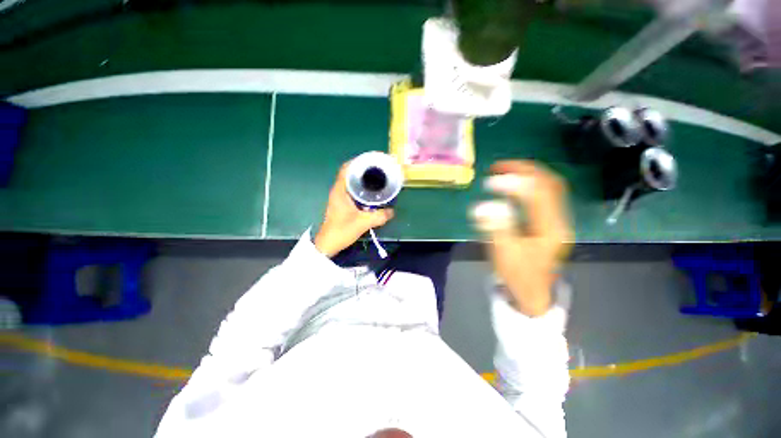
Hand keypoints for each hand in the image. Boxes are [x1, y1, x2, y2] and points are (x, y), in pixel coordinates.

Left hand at [314, 162, 394, 256]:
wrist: (328, 244)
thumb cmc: (342, 230)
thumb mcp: (363, 223)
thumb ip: (379, 217)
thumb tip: (392, 211)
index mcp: (340, 190)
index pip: (346, 168)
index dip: (358, 161)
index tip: (371, 160)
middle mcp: (338, 191)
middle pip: (349, 173)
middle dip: (363, 169)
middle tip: (378, 169)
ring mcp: (339, 197)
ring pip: (351, 182)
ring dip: (362, 179)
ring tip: (377, 178)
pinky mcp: (341, 204)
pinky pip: (352, 190)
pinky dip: (361, 188)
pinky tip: (371, 193)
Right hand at [472, 161, 572, 315]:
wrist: (532, 293)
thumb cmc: (518, 275)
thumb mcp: (505, 254)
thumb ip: (496, 228)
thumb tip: (484, 206)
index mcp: (550, 229)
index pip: (537, 195)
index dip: (514, 183)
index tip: (490, 181)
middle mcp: (559, 220)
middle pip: (549, 184)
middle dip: (524, 170)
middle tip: (498, 167)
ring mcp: (556, 220)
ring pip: (549, 187)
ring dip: (527, 174)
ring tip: (504, 171)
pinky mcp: (549, 222)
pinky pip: (543, 195)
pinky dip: (528, 184)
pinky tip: (513, 185)